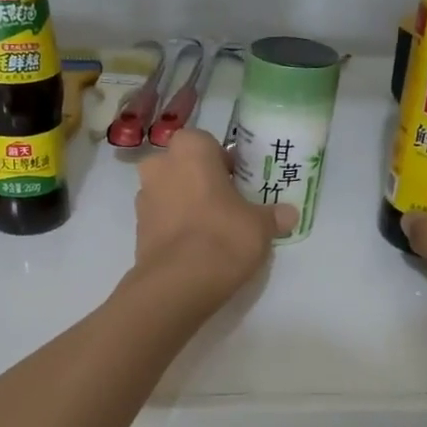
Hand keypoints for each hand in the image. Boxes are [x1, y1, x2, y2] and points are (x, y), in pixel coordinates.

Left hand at [130, 129, 295, 304]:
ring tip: (212, 229)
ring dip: (187, 204)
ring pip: (170, 192)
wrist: (178, 283)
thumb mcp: (260, 225)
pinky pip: (162, 218)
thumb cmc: (223, 236)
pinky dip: (176, 226)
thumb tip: (289, 214)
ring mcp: (143, 197)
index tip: (239, 183)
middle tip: (227, 205)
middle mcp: (159, 165)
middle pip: (185, 167)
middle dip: (202, 181)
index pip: (208, 144)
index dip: (224, 162)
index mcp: (190, 149)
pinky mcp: (137, 228)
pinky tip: (195, 247)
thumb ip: (273, 215)